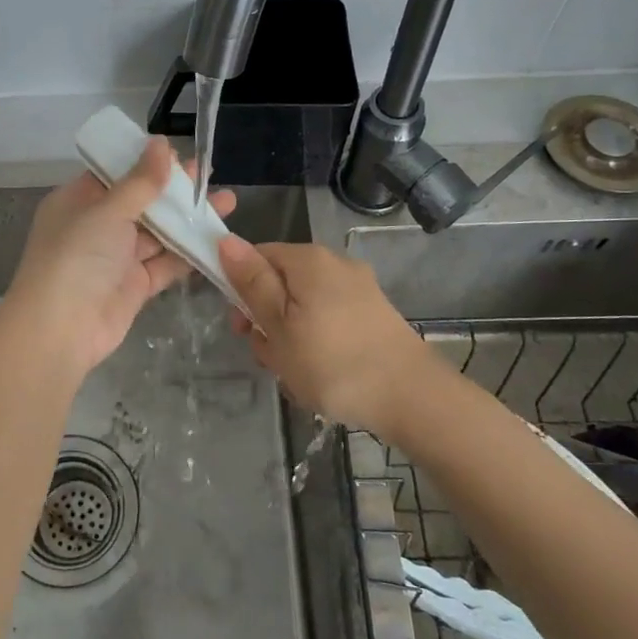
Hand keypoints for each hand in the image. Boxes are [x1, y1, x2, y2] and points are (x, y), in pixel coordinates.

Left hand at [6, 137, 234, 372]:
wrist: (60, 330)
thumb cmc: (76, 257)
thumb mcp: (108, 211)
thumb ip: (140, 181)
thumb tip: (160, 142)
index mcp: (78, 201)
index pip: (115, 174)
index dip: (146, 163)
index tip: (180, 154)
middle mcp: (95, 226)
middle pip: (140, 202)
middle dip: (175, 190)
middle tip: (210, 174)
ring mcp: (116, 258)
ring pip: (157, 233)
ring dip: (188, 219)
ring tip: (226, 201)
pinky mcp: (134, 286)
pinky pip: (165, 264)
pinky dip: (189, 253)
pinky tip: (218, 239)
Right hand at [218, 237, 440, 439]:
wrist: (411, 398)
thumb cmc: (332, 362)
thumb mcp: (278, 325)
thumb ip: (251, 282)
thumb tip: (226, 240)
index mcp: (308, 259)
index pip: (257, 256)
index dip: (240, 288)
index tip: (242, 327)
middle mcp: (335, 264)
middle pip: (281, 283)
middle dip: (267, 319)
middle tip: (270, 358)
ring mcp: (359, 290)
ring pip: (304, 307)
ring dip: (290, 337)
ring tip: (296, 375)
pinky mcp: (373, 315)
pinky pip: (329, 321)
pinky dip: (317, 343)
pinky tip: (321, 375)